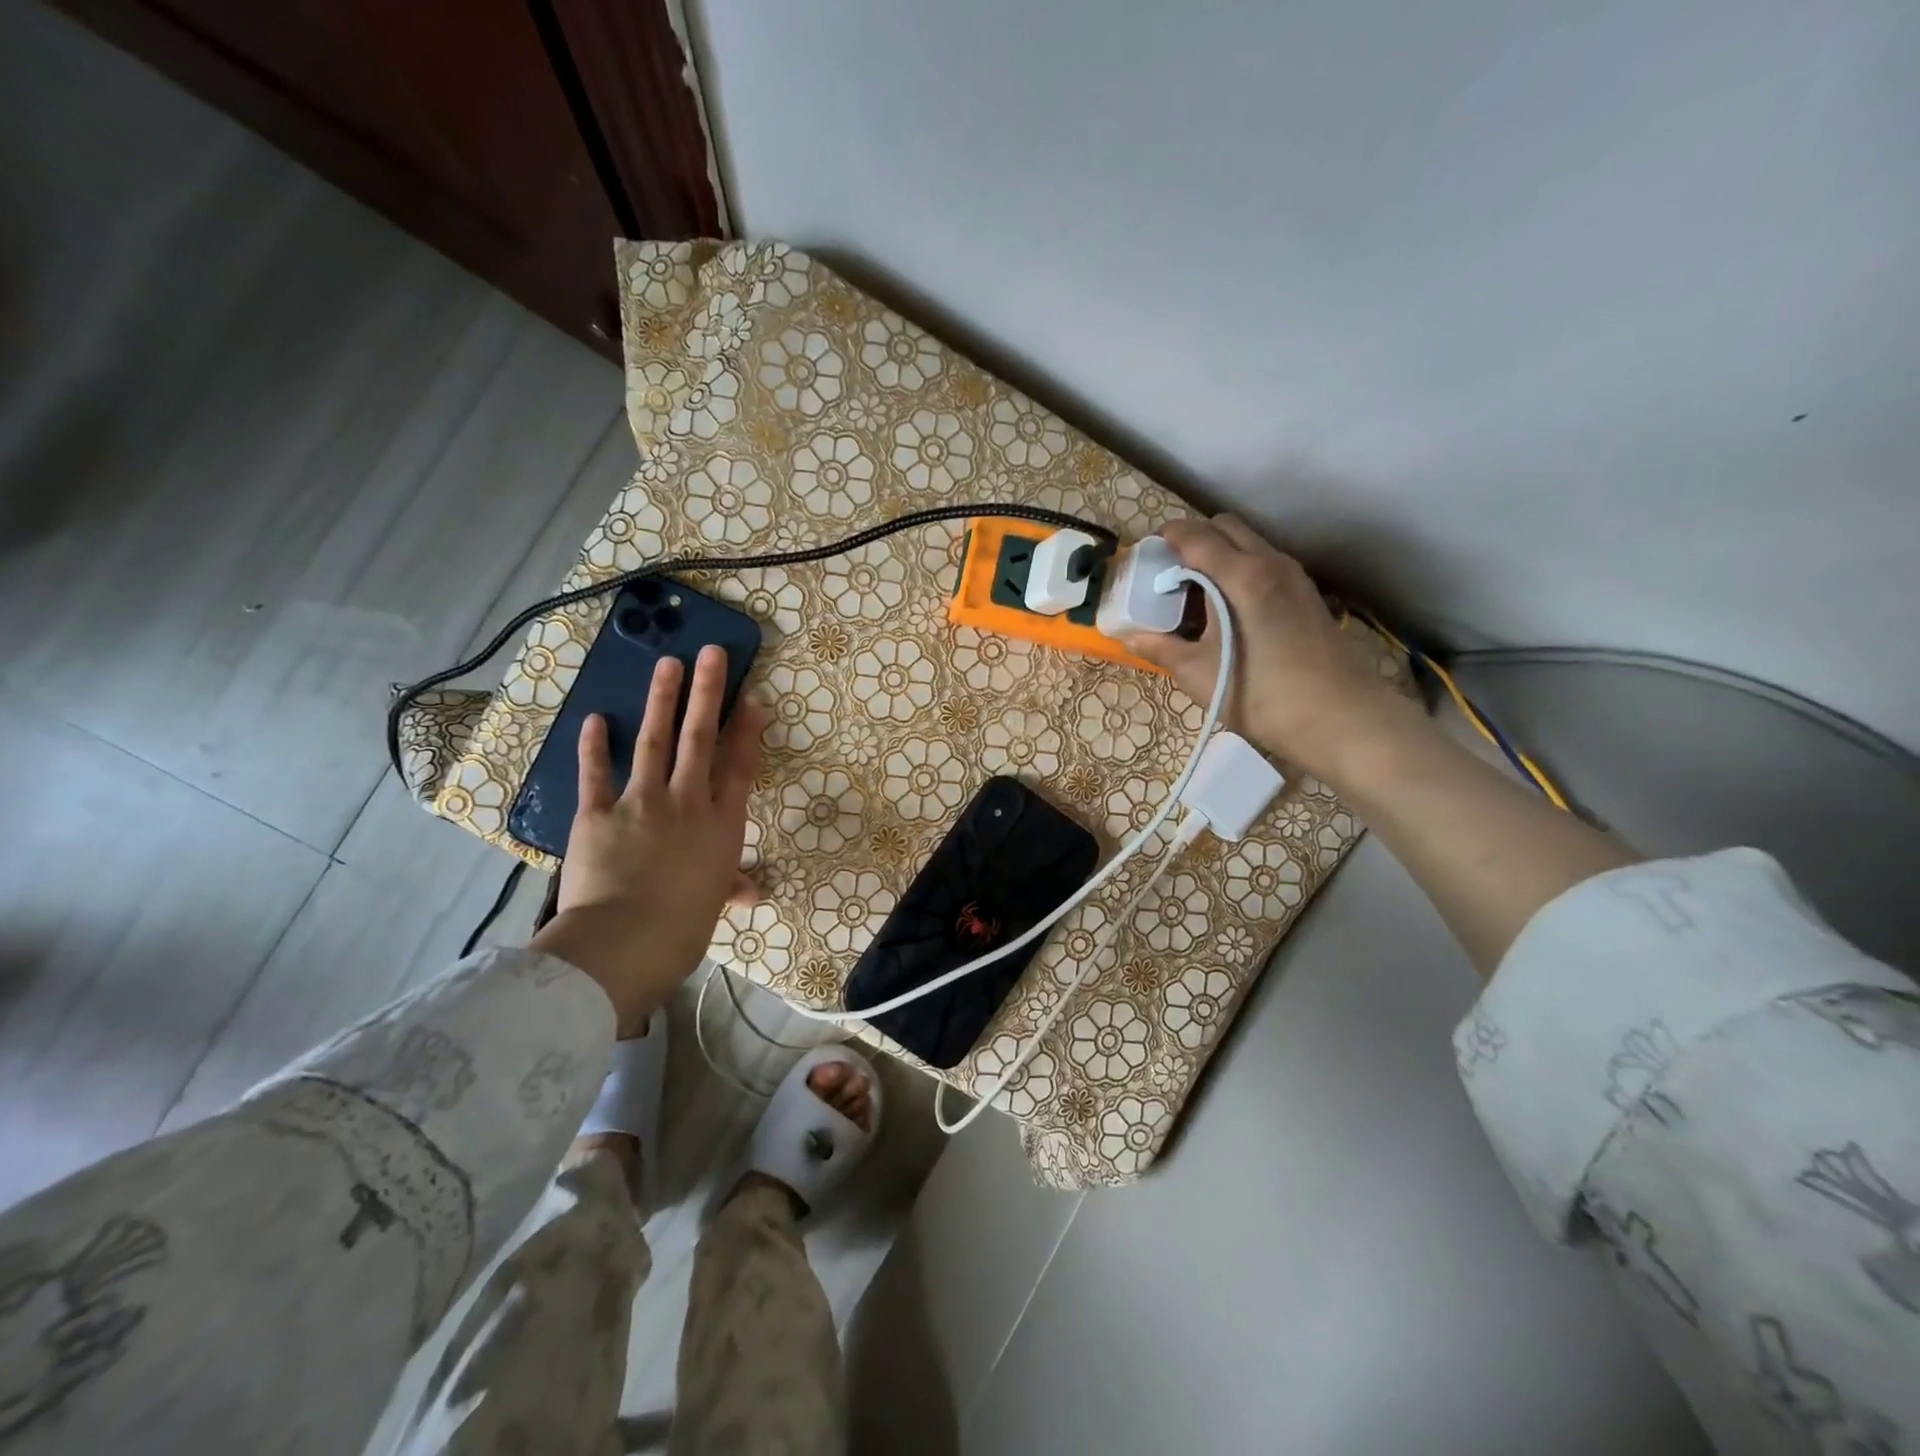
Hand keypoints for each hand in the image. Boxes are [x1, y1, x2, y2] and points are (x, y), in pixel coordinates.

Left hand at [530, 646, 765, 1034]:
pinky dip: (594, 746)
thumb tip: (752, 893)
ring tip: (667, 663)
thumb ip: (731, 887)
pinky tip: (597, 719)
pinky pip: (596, 773)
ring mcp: (641, 802)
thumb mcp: (713, 905)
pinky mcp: (597, 813)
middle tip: (712, 653)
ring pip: (655, 742)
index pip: (739, 767)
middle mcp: (686, 802)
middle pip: (700, 738)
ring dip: (662, 700)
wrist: (625, 942)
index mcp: (720, 825)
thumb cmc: (682, 928)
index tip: (752, 698)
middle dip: (707, 693)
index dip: (746, 730)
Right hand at [1119, 515, 1415, 777]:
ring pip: (1249, 543)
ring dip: (1219, 553)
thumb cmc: (1261, 695)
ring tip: (1197, 592)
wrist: (1339, 717)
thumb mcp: (1199, 675)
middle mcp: (1270, 563)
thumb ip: (1160, 649)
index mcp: (1240, 577)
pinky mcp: (1307, 593)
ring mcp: (1294, 576)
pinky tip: (1230, 609)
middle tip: (1170, 573)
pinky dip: (1240, 569)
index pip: (1196, 535)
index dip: (1167, 537)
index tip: (1147, 555)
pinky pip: (1265, 562)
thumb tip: (1128, 636)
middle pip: (1225, 526)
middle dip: (1193, 539)